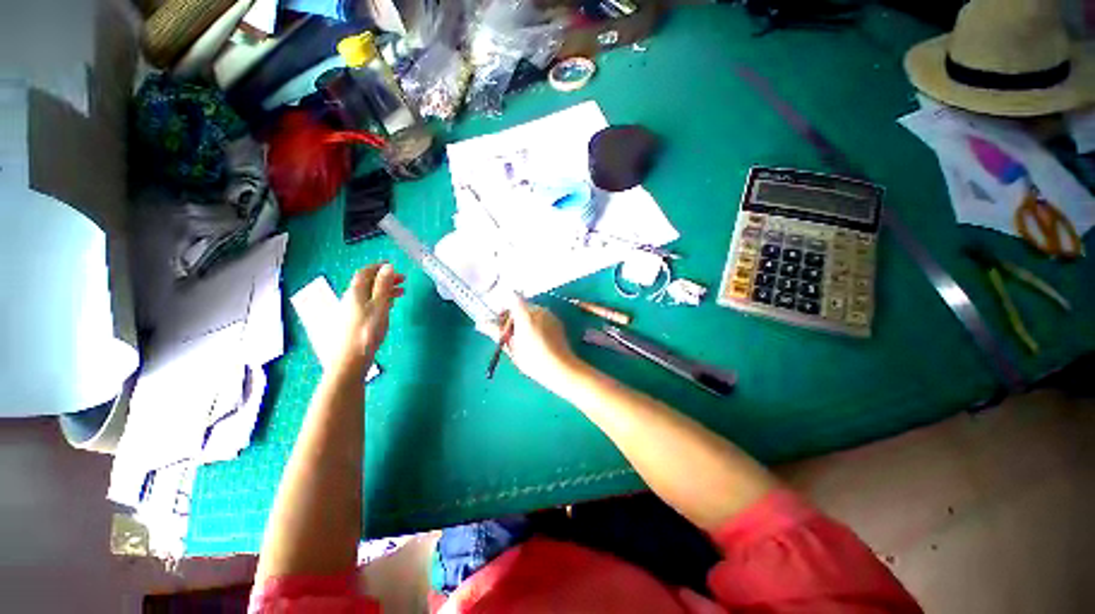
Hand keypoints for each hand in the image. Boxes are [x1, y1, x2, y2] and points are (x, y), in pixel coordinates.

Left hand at [337, 263, 404, 367]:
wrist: (351, 359)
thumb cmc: (368, 330)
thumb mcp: (379, 306)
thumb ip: (383, 286)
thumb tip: (387, 267)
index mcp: (355, 292)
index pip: (364, 273)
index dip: (377, 267)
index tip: (392, 265)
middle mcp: (351, 298)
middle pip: (367, 283)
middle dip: (384, 278)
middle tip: (402, 279)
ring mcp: (352, 310)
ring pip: (369, 294)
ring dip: (385, 290)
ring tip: (401, 293)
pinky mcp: (355, 321)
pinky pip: (369, 304)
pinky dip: (381, 300)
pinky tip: (389, 306)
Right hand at [491, 297, 585, 394]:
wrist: (561, 368)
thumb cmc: (533, 360)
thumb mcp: (511, 348)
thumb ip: (496, 332)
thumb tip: (480, 323)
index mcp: (525, 315)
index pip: (512, 297)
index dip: (504, 306)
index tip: (501, 320)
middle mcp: (538, 310)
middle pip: (522, 305)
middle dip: (514, 316)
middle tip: (510, 335)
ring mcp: (550, 314)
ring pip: (532, 311)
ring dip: (525, 320)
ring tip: (524, 339)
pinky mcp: (557, 321)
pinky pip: (542, 317)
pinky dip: (536, 323)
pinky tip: (537, 340)